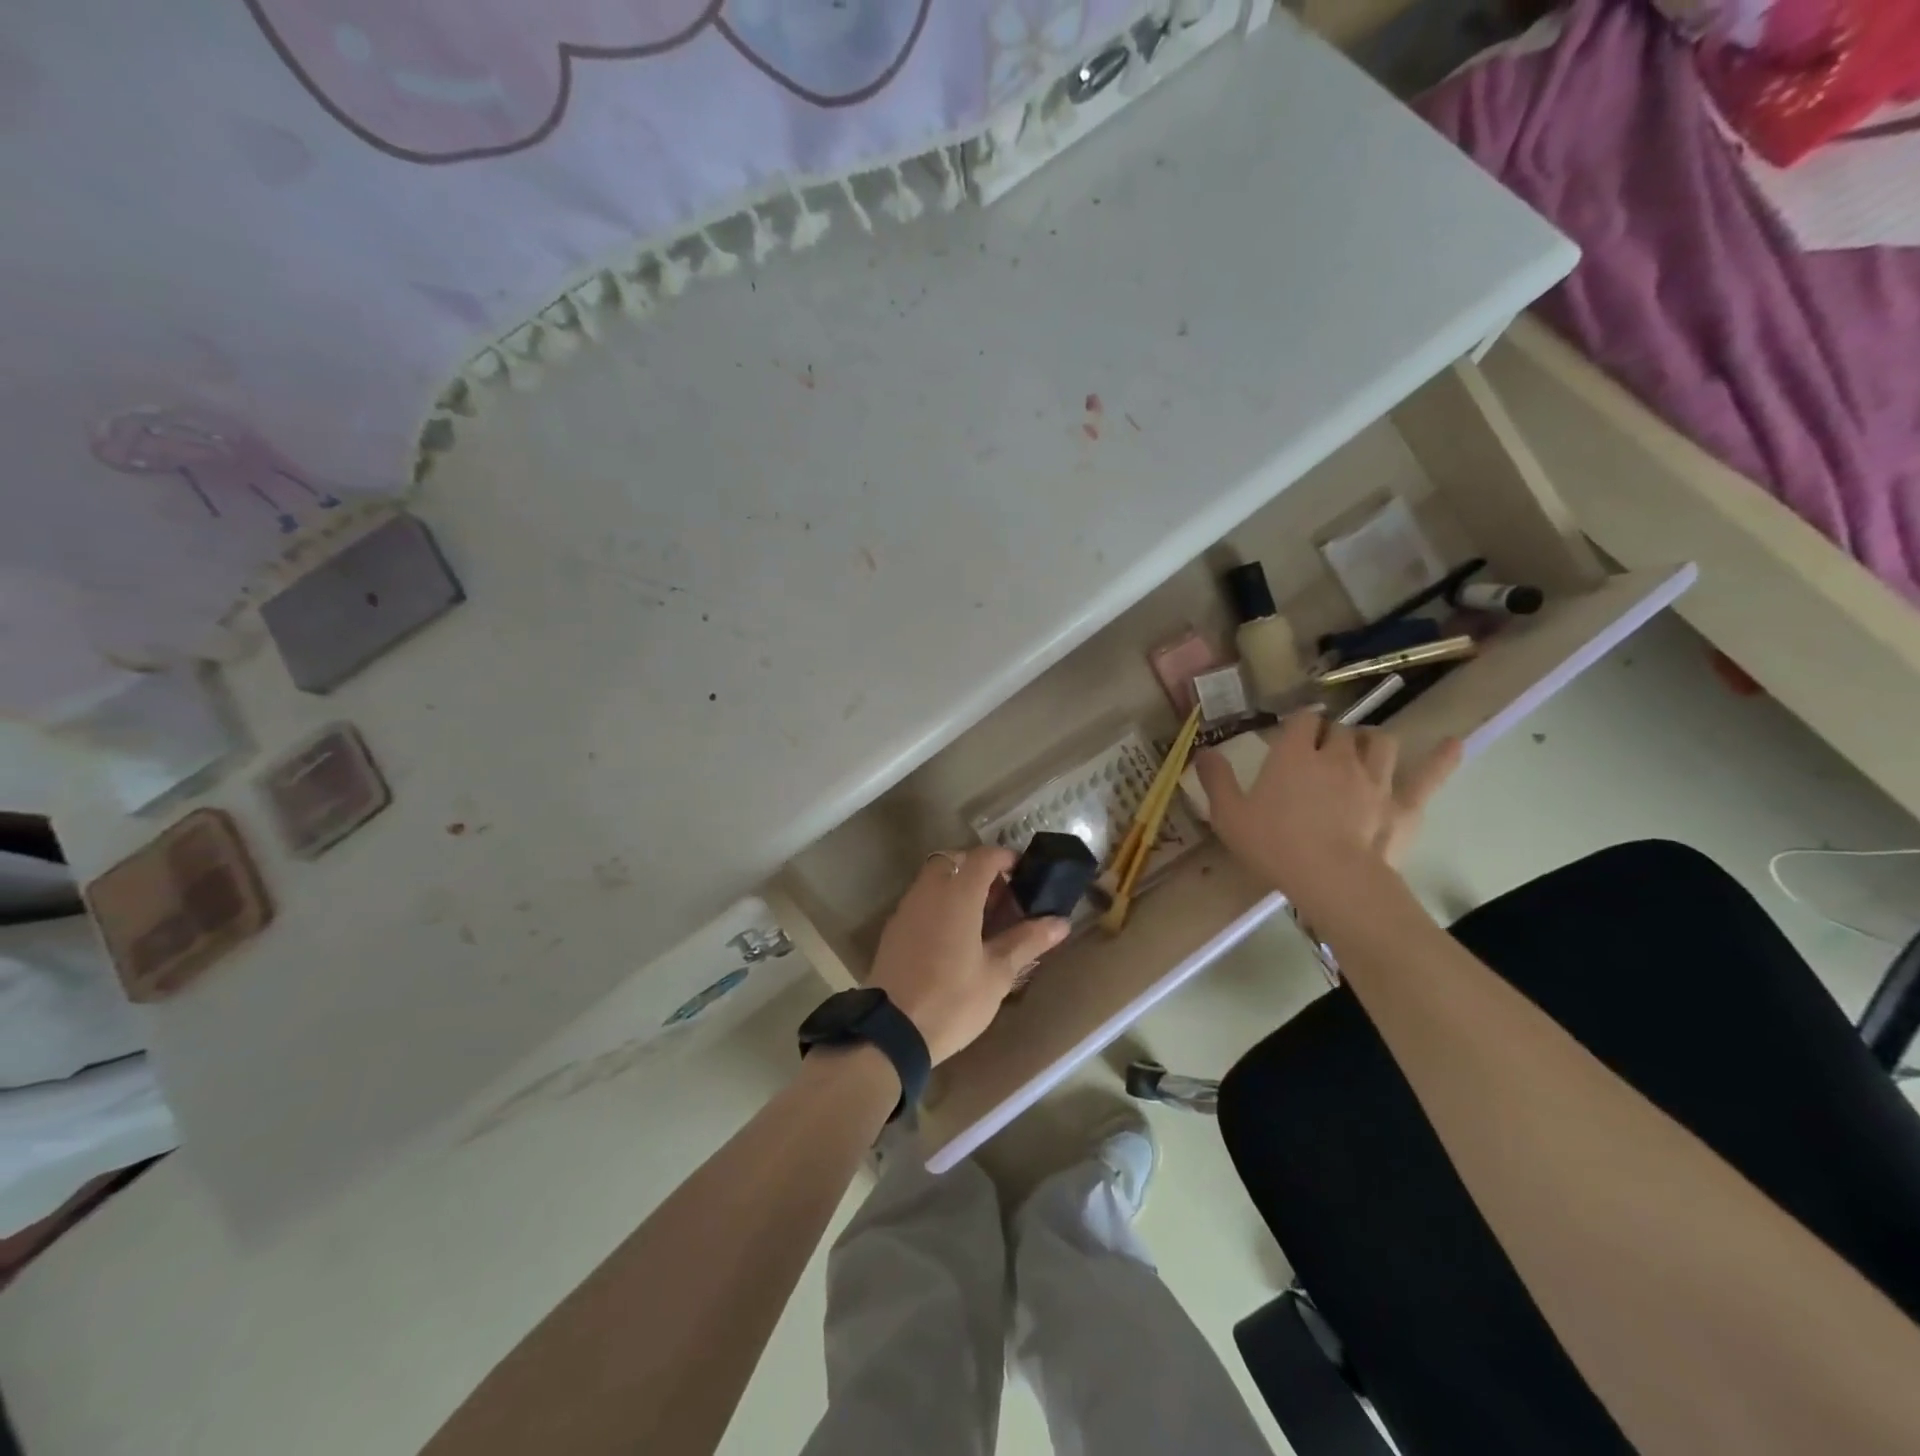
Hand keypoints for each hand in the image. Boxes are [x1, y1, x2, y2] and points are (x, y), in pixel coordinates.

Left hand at [867, 846, 1069, 1063]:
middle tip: (1000, 895)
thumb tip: (1060, 922)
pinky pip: (921, 900)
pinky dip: (939, 904)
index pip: (983, 857)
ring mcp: (906, 909)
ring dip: (957, 885)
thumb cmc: (952, 1000)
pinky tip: (953, 937)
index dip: (1005, 858)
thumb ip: (1027, 941)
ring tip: (980, 918)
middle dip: (978, 868)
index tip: (1023, 873)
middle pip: (954, 860)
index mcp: (957, 895)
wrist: (891, 1032)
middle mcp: (928, 891)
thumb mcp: (997, 974)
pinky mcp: (893, 929)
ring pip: (934, 879)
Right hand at [1195, 714, 1460, 913]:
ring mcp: (1376, 777)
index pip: (1302, 720)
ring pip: (1380, 742)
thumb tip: (1203, 750)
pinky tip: (1453, 744)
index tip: (1291, 736)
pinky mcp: (1404, 803)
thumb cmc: (1274, 845)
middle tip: (1320, 754)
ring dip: (1370, 743)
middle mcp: (1337, 756)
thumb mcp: (1228, 815)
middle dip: (1331, 735)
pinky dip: (1442, 758)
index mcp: (1294, 755)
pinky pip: (1429, 775)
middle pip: (1340, 730)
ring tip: (1362, 754)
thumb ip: (1215, 779)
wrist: (1333, 880)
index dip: (1298, 724)